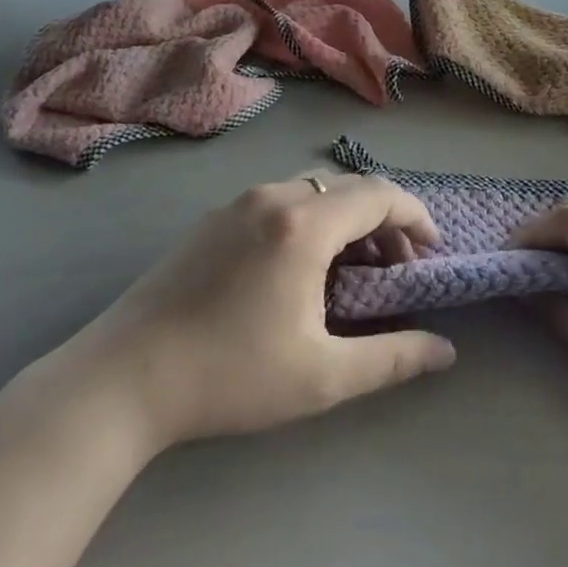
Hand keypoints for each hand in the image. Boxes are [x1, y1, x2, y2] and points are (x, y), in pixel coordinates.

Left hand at [51, 174, 456, 450]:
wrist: (122, 378)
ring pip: (312, 192)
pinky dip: (310, 222)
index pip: (379, 195)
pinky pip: (279, 202)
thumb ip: (392, 358)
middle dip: (383, 222)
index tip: (432, 251)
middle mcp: (273, 197)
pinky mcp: (212, 218)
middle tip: (395, 271)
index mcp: (304, 225)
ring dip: (345, 221)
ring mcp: (237, 203)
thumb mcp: (322, 377)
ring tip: (350, 273)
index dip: (415, 216)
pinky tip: (298, 271)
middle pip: (348, 188)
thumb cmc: (230, 375)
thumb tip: (445, 351)